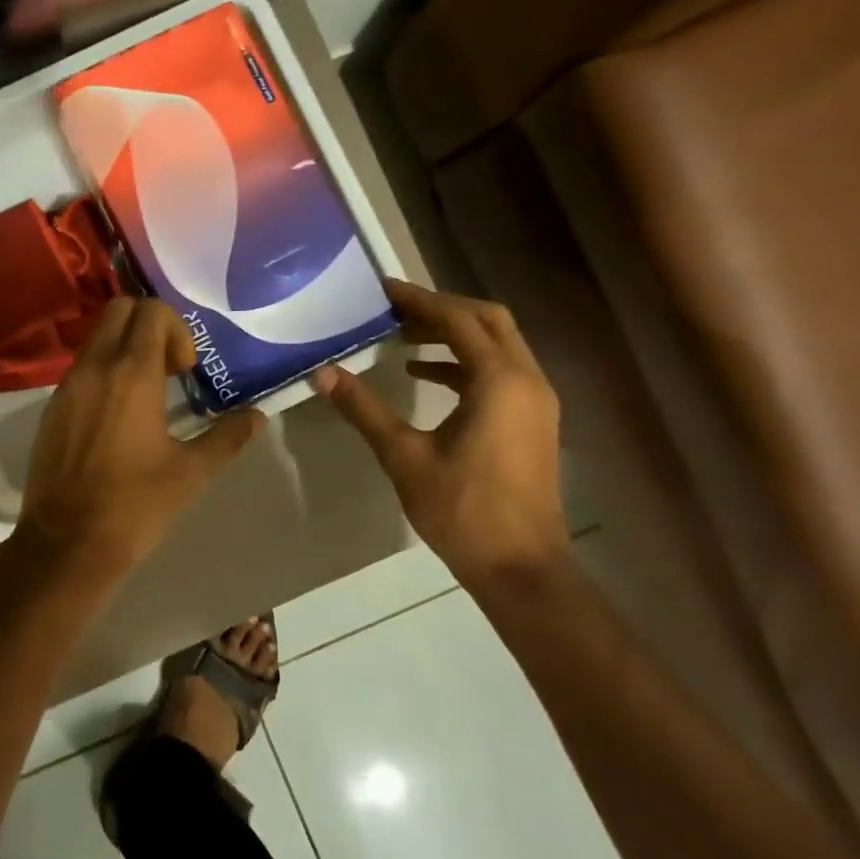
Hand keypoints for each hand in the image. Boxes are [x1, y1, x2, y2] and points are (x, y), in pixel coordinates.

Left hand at [11, 297, 261, 590]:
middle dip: (149, 326)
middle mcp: (95, 367)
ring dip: (125, 348)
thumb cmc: (135, 505)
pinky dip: (103, 371)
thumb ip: (226, 437)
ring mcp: (67, 385)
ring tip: (146, 393)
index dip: (176, 329)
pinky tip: (118, 415)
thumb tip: (257, 417)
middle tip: (168, 370)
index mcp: (131, 374)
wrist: (66, 543)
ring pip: (97, 337)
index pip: (151, 311)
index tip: (185, 370)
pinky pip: (81, 367)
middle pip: (120, 310)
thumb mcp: (191, 472)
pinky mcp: (51, 407)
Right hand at [314, 280, 567, 588]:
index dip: (419, 301)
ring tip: (403, 339)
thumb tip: (323, 373)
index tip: (382, 291)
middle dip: (441, 310)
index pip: (458, 320)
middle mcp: (526, 380)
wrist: (521, 568)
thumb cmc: (462, 510)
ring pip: (497, 345)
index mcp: (499, 381)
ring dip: (454, 335)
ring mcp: (536, 401)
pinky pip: (500, 372)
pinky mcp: (533, 421)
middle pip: (487, 321)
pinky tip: (425, 377)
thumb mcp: (404, 456)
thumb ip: (364, 409)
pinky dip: (464, 364)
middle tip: (395, 310)